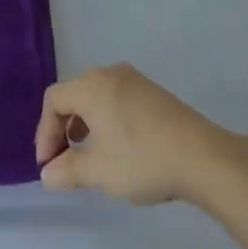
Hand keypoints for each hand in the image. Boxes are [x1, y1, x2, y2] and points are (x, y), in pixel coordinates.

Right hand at [34, 64, 247, 205]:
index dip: (45, 132)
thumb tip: (47, 174)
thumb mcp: (98, 172)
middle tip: (64, 160)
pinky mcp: (153, 93)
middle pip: (74, 94)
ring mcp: (134, 81)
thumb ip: (67, 171)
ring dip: (85, 125)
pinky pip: (117, 100)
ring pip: (97, 97)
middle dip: (63, 128)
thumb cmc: (142, 159)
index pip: (54, 100)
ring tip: (90, 156)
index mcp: (91, 86)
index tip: (48, 166)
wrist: (202, 156)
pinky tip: (118, 148)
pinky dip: (107, 120)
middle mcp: (109, 74)